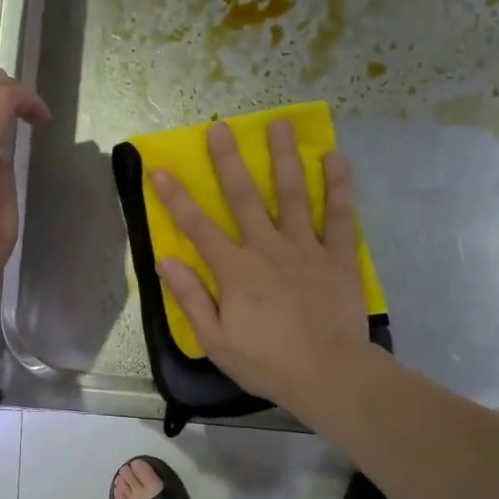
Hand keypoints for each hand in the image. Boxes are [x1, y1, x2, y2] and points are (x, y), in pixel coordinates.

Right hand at [152, 120, 369, 411]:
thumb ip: (191, 298)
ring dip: (283, 158)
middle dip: (229, 161)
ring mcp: (305, 249)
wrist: (328, 374)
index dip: (176, 197)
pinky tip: (335, 158)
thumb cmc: (266, 362)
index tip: (160, 168)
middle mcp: (267, 248)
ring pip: (292, 195)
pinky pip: (339, 216)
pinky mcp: (337, 257)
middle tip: (221, 126)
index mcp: (235, 270)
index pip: (198, 227)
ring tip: (279, 124)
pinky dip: (338, 186)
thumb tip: (164, 260)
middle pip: (244, 197)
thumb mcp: (215, 340)